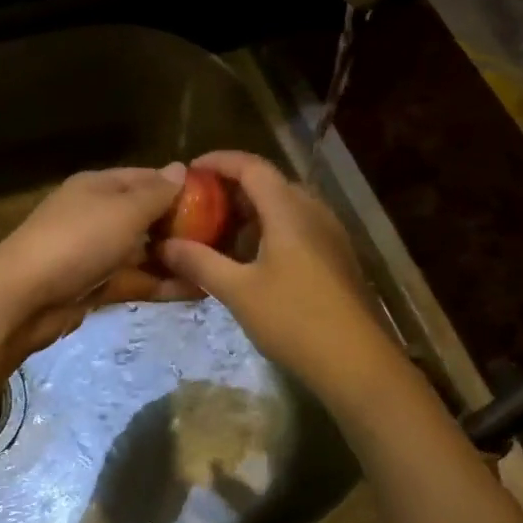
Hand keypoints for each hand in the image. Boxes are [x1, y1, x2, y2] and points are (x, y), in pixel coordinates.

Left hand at [0, 165, 202, 356]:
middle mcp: (98, 215)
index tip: (219, 200)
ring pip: (144, 252)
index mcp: (99, 187)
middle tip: (228, 239)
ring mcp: (96, 253)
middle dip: (183, 226)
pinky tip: (198, 291)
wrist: (24, 298)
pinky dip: (163, 284)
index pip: (147, 178)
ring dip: (177, 259)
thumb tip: (181, 168)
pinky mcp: (97, 286)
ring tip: (220, 268)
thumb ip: (156, 193)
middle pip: (147, 216)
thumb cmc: (78, 242)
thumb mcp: (123, 211)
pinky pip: (136, 280)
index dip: (180, 186)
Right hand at [157, 151, 400, 394]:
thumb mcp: (238, 291)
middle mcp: (313, 212)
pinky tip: (252, 259)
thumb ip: (200, 263)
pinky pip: (298, 228)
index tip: (190, 171)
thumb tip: (165, 245)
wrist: (356, 361)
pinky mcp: (337, 258)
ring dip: (252, 212)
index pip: (252, 166)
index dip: (219, 161)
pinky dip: (270, 230)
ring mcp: (330, 235)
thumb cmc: (294, 319)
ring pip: (286, 207)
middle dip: (233, 188)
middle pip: (270, 183)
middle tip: (200, 204)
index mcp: (289, 210)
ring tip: (220, 232)